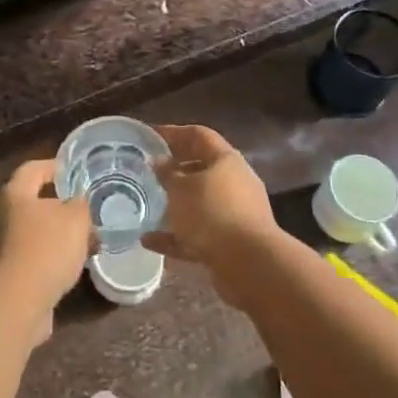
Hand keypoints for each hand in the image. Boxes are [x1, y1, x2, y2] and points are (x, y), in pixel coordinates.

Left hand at [0, 159, 94, 343]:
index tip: (73, 172)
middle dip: (56, 207)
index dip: (54, 167)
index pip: (32, 169)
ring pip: (28, 233)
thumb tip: (76, 203)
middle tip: (81, 213)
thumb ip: (79, 205)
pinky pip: (26, 259)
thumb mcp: (75, 219)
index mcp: (11, 193)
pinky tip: (66, 270)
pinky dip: (44, 260)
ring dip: (52, 236)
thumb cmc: (45, 249)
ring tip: (80, 244)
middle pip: (28, 202)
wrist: (14, 303)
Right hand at [146, 124, 282, 307]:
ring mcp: (236, 213)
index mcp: (226, 160)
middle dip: (175, 169)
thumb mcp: (180, 190)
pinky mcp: (231, 242)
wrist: (249, 264)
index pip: (198, 135)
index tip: (149, 135)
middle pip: (201, 168)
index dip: (173, 132)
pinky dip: (176, 235)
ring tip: (148, 204)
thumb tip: (158, 161)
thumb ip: (167, 174)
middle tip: (148, 171)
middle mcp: (235, 182)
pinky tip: (149, 241)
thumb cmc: (212, 213)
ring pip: (200, 202)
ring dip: (176, 204)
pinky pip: (199, 233)